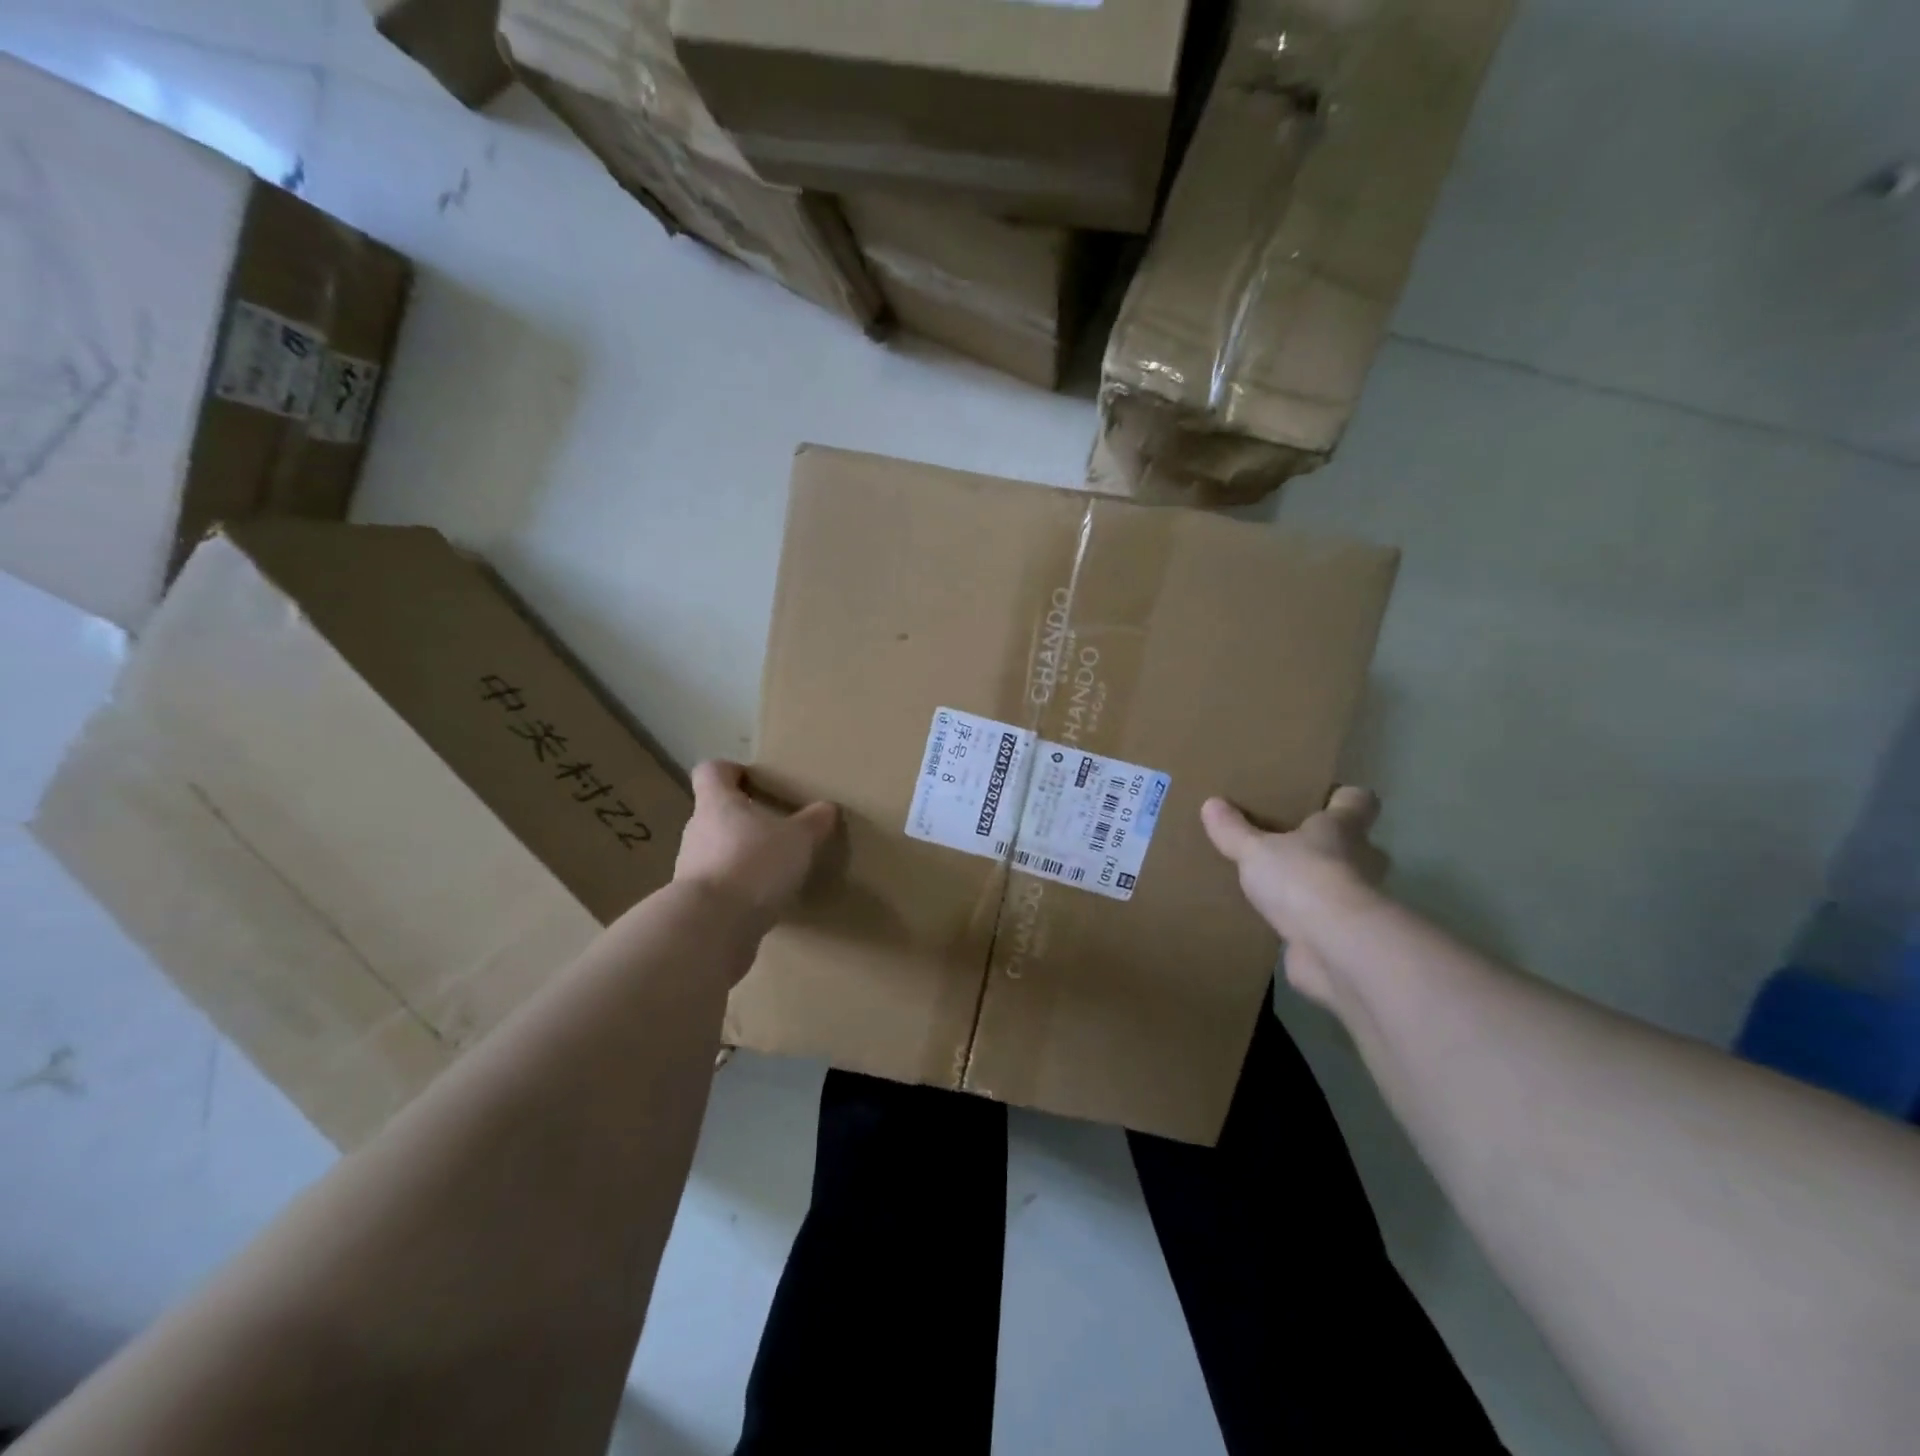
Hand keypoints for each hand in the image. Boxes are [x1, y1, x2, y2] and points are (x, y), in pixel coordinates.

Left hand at [675, 761, 839, 920]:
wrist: (711, 927)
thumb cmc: (754, 864)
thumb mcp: (798, 839)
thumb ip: (814, 822)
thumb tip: (827, 808)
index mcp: (718, 804)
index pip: (712, 772)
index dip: (730, 771)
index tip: (752, 779)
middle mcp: (697, 830)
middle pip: (716, 814)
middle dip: (744, 819)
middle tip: (775, 828)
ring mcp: (691, 868)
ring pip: (717, 851)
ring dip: (741, 856)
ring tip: (773, 869)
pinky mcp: (696, 903)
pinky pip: (720, 886)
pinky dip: (739, 889)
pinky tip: (763, 900)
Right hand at [1201, 787, 1387, 1006]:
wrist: (1335, 949)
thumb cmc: (1302, 879)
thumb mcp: (1255, 849)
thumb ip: (1234, 830)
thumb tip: (1211, 804)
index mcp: (1342, 828)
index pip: (1358, 800)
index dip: (1341, 797)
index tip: (1318, 798)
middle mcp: (1360, 860)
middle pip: (1353, 844)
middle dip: (1326, 845)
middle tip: (1287, 844)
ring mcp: (1357, 902)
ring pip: (1340, 883)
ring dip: (1315, 885)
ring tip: (1275, 884)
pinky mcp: (1345, 937)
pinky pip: (1324, 921)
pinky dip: (1306, 922)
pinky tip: (1276, 921)